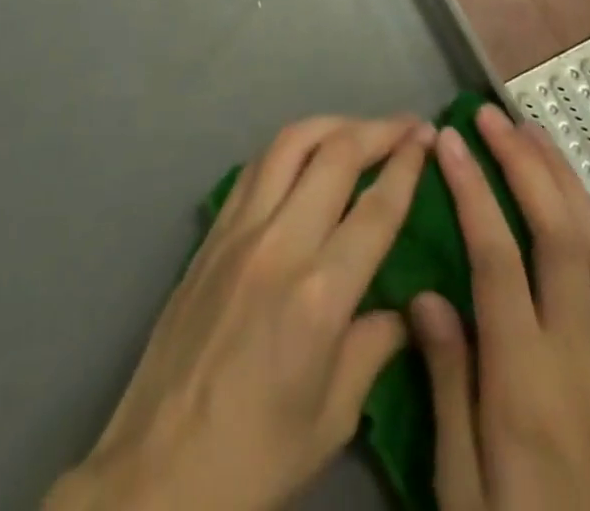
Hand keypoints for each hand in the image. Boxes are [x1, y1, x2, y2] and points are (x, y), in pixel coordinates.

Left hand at [46, 115, 436, 510]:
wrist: (160, 464)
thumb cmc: (256, 453)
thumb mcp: (333, 417)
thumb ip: (374, 348)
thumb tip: (406, 308)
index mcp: (319, 295)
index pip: (375, 208)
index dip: (407, 166)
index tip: (429, 137)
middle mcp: (279, 243)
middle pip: (334, 156)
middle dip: (377, 130)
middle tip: (407, 124)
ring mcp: (238, 229)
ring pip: (288, 144)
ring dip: (331, 125)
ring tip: (360, 128)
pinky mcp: (211, 231)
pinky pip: (255, 167)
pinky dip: (289, 147)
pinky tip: (305, 153)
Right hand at [411, 104, 589, 510]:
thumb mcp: (462, 488)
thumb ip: (446, 385)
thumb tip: (425, 294)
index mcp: (527, 380)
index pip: (498, 258)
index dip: (473, 189)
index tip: (447, 139)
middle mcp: (580, 353)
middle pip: (560, 236)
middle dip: (525, 164)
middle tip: (491, 115)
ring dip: (566, 180)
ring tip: (534, 133)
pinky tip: (575, 200)